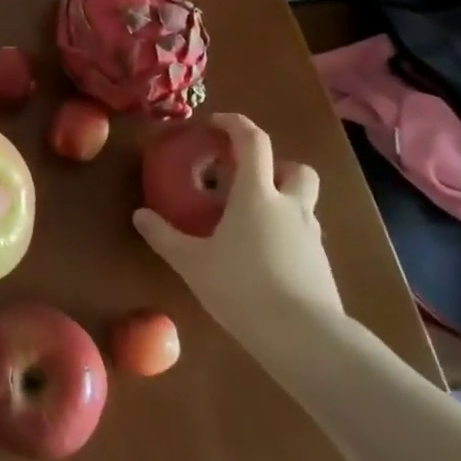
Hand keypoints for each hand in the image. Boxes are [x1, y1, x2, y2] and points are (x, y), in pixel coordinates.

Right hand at [134, 113, 343, 352]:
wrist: (305, 337)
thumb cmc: (242, 287)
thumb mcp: (192, 262)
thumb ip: (164, 236)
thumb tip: (139, 215)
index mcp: (257, 195)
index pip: (253, 142)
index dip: (236, 124)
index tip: (217, 123)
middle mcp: (290, 207)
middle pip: (297, 169)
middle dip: (276, 166)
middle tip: (248, 180)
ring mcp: (311, 236)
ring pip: (304, 203)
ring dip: (283, 200)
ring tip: (251, 223)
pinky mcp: (321, 265)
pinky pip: (304, 234)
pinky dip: (286, 233)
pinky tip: (264, 258)